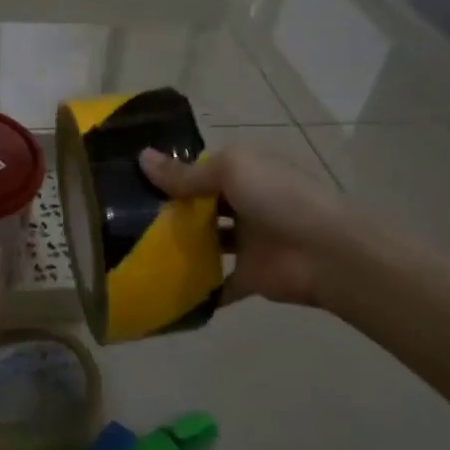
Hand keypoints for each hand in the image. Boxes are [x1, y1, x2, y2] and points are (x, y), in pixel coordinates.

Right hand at [139, 145, 354, 307]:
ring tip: (135, 253)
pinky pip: (218, 285)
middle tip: (123, 220)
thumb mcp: (231, 170)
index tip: (131, 183)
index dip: (172, 175)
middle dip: (170, 212)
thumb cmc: (279, 198)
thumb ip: (187, 173)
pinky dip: (197, 291)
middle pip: (202, 207)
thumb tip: (141, 158)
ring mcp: (248, 242)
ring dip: (180, 248)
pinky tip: (163, 291)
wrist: (325, 253)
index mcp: (246, 172)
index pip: (203, 170)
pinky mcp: (248, 277)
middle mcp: (246, 204)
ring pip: (207, 244)